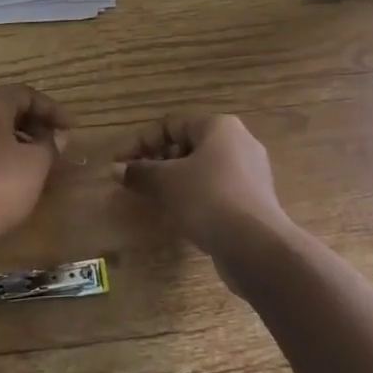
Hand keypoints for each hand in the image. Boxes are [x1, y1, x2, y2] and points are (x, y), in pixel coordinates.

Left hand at [0, 85, 70, 258]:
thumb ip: (50, 144)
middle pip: (6, 108)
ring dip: (18, 139)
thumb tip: (56, 135)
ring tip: (39, 161)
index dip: (52, 110)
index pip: (25, 94)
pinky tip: (13, 176)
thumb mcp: (35, 163)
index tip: (72, 129)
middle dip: (35, 123)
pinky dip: (0, 154)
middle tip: (57, 142)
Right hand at [115, 115, 295, 283]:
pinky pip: (216, 191)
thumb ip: (140, 172)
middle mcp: (238, 142)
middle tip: (135, 183)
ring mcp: (250, 173)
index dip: (140, 143)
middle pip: (187, 145)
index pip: (170, 125)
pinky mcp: (253, 202)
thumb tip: (116, 170)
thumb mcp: (166, 182)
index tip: (120, 165)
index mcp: (219, 126)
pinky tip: (179, 217)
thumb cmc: (208, 198)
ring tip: (153, 200)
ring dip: (173, 182)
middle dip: (157, 162)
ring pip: (201, 170)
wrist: (257, 246)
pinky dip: (194, 198)